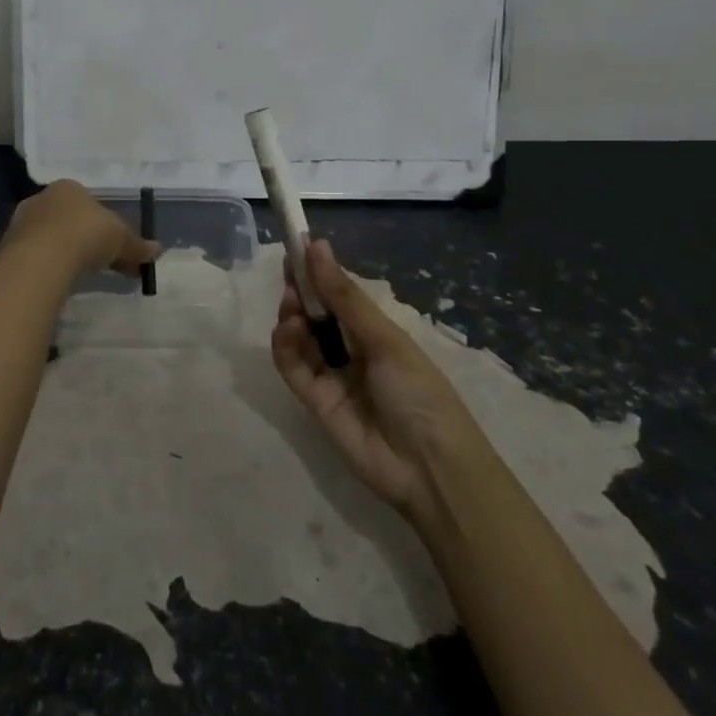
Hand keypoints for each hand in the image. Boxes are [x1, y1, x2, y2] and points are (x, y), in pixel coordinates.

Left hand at [0, 180, 159, 280]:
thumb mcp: (121, 239)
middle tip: (103, 265)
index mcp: (68, 187)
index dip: (106, 225)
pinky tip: (59, 282)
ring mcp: (21, 223)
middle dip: (87, 240)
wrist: (40, 260)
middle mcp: (42, 198)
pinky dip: (49, 267)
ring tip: (81, 276)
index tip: (117, 248)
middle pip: (69, 219)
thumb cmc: (85, 235)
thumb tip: (157, 250)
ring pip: (51, 237)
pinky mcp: (8, 248)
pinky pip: (36, 256)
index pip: (90, 202)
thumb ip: (137, 245)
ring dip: (66, 253)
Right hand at [271, 240, 474, 521]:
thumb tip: (317, 245)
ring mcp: (332, 377)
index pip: (339, 295)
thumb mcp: (385, 339)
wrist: (430, 469)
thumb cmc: (419, 393)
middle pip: (315, 314)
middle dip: (300, 291)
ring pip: (300, 339)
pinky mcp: (314, 402)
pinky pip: (293, 367)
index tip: (296, 246)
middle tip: (288, 273)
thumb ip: (344, 296)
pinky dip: (285, 346)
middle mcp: (351, 351)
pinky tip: (289, 329)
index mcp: (375, 333)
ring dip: (292, 316)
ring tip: (292, 305)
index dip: (318, 272)